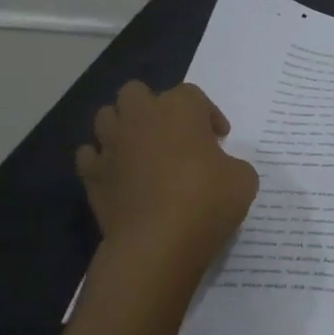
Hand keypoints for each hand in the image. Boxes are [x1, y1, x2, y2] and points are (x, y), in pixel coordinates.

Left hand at [76, 81, 258, 267]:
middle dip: (152, 107)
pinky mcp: (92, 175)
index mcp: (180, 109)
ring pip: (106, 117)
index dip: (208, 115)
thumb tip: (220, 169)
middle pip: (137, 92)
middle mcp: (140, 117)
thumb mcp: (244, 178)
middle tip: (173, 134)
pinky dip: (102, 160)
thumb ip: (231, 163)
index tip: (219, 139)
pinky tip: (118, 174)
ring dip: (123, 127)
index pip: (193, 95)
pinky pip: (90, 155)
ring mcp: (111, 145)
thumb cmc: (207, 200)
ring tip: (142, 149)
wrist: (158, 242)